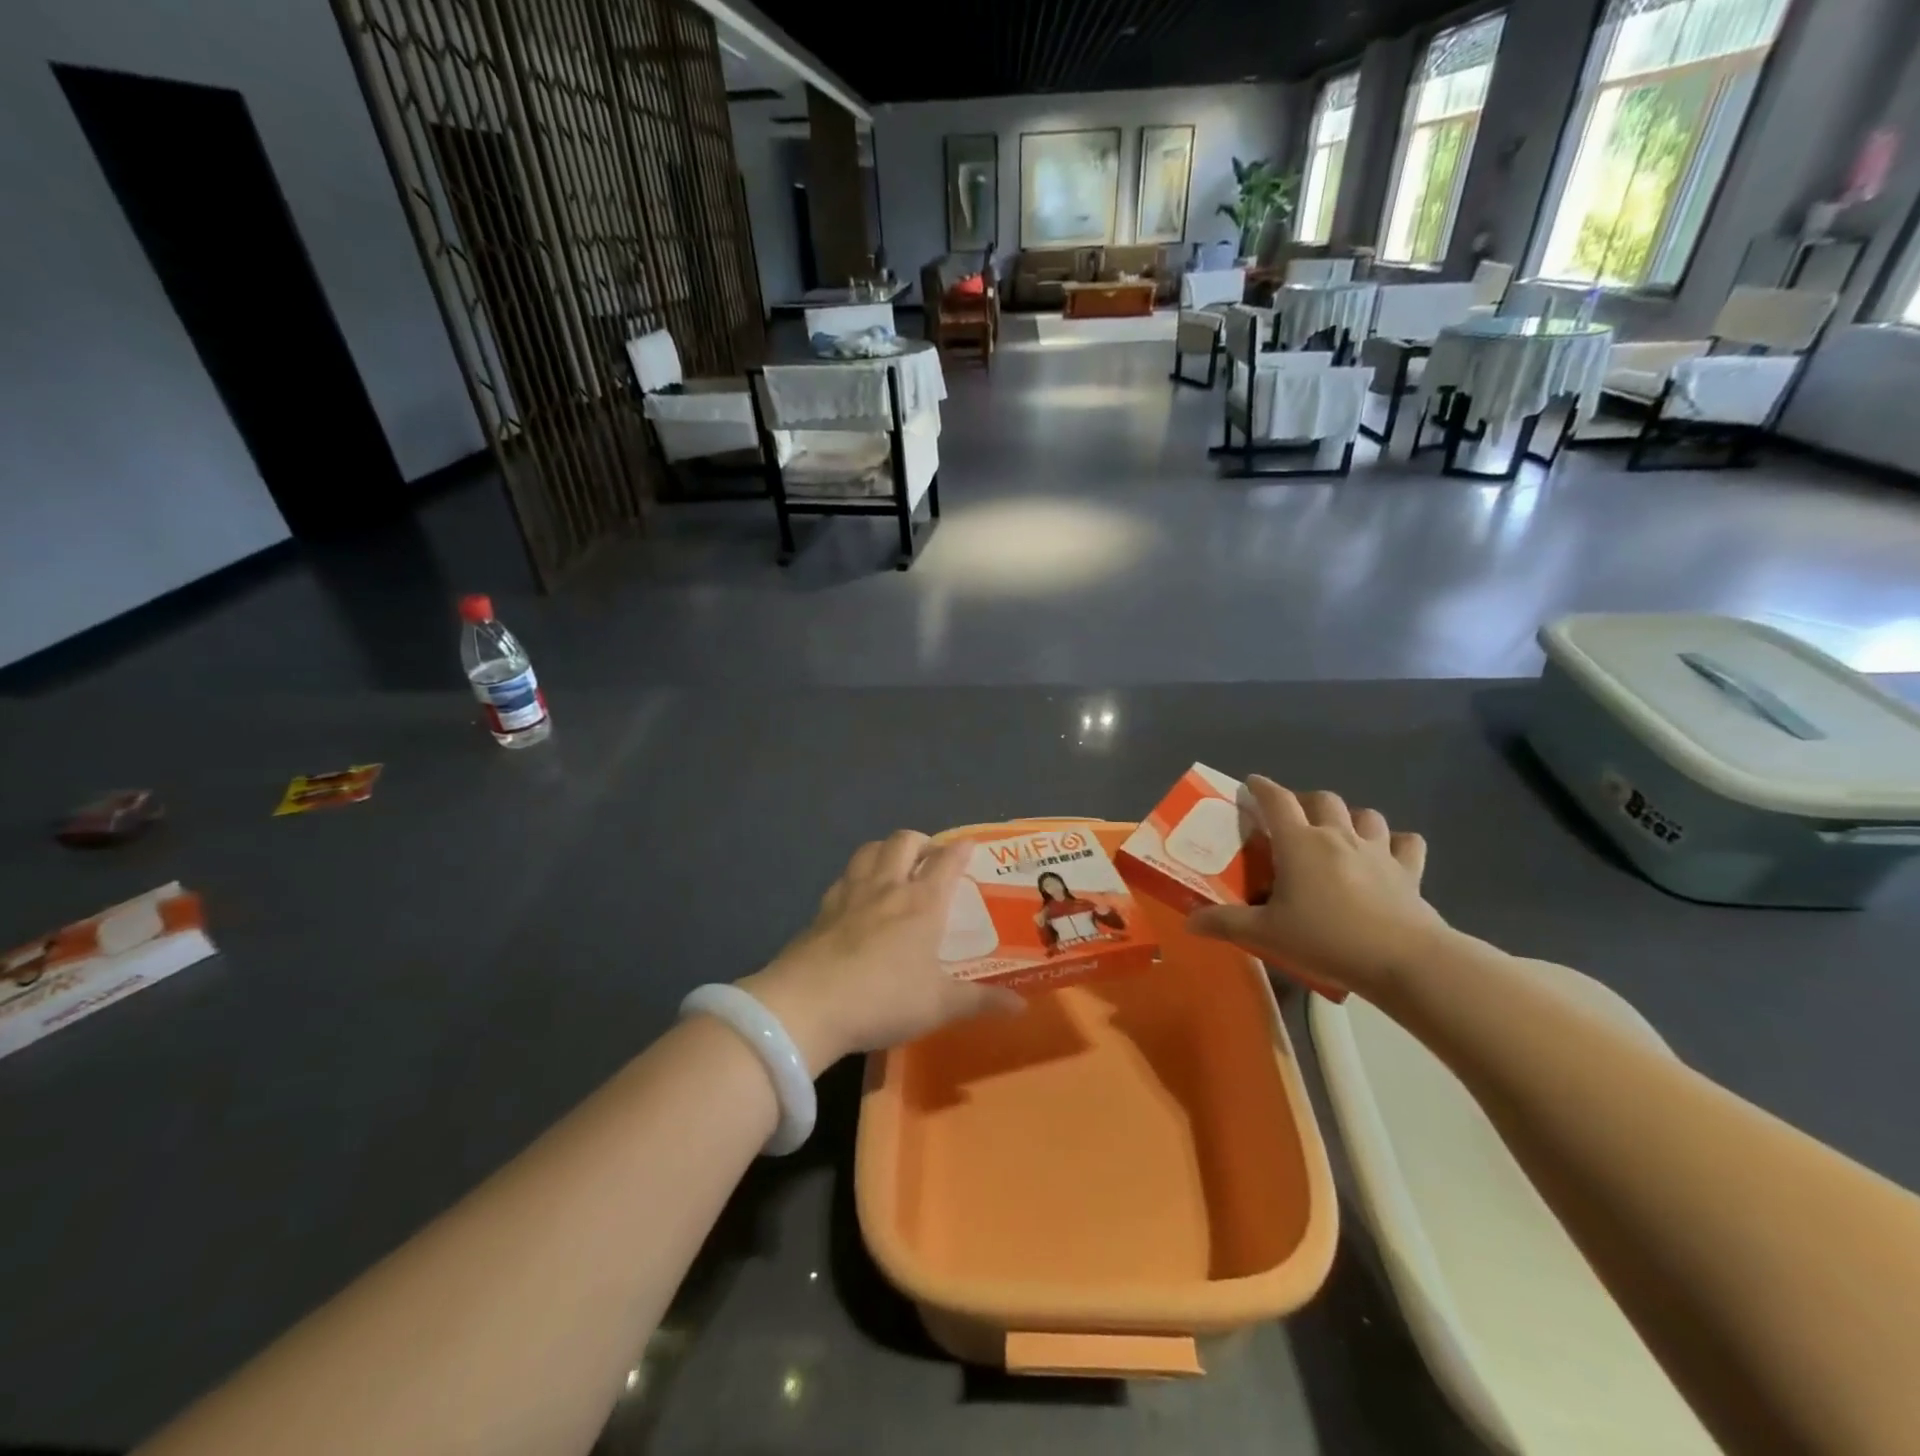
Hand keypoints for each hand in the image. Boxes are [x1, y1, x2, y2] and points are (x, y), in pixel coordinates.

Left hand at [739, 831, 1022, 1074]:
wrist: (807, 1005)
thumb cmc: (884, 999)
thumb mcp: (939, 1006)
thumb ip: (980, 1002)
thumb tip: (1020, 1006)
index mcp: (922, 903)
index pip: (946, 862)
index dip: (960, 849)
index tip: (969, 845)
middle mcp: (887, 887)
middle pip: (904, 842)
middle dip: (921, 840)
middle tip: (930, 856)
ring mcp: (850, 895)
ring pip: (869, 850)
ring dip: (886, 848)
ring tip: (894, 863)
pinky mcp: (821, 910)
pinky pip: (844, 877)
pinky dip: (857, 875)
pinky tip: (857, 895)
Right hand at [1186, 777, 1448, 1000]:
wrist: (1404, 960)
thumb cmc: (1327, 939)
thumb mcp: (1266, 934)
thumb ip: (1226, 923)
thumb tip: (1190, 922)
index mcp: (1300, 843)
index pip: (1276, 800)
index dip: (1261, 787)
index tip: (1250, 784)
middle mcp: (1338, 836)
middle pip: (1322, 799)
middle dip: (1305, 800)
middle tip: (1292, 818)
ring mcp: (1378, 851)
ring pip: (1366, 814)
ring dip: (1350, 817)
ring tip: (1339, 833)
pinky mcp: (1409, 871)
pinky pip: (1407, 843)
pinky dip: (1396, 843)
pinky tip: (1389, 854)